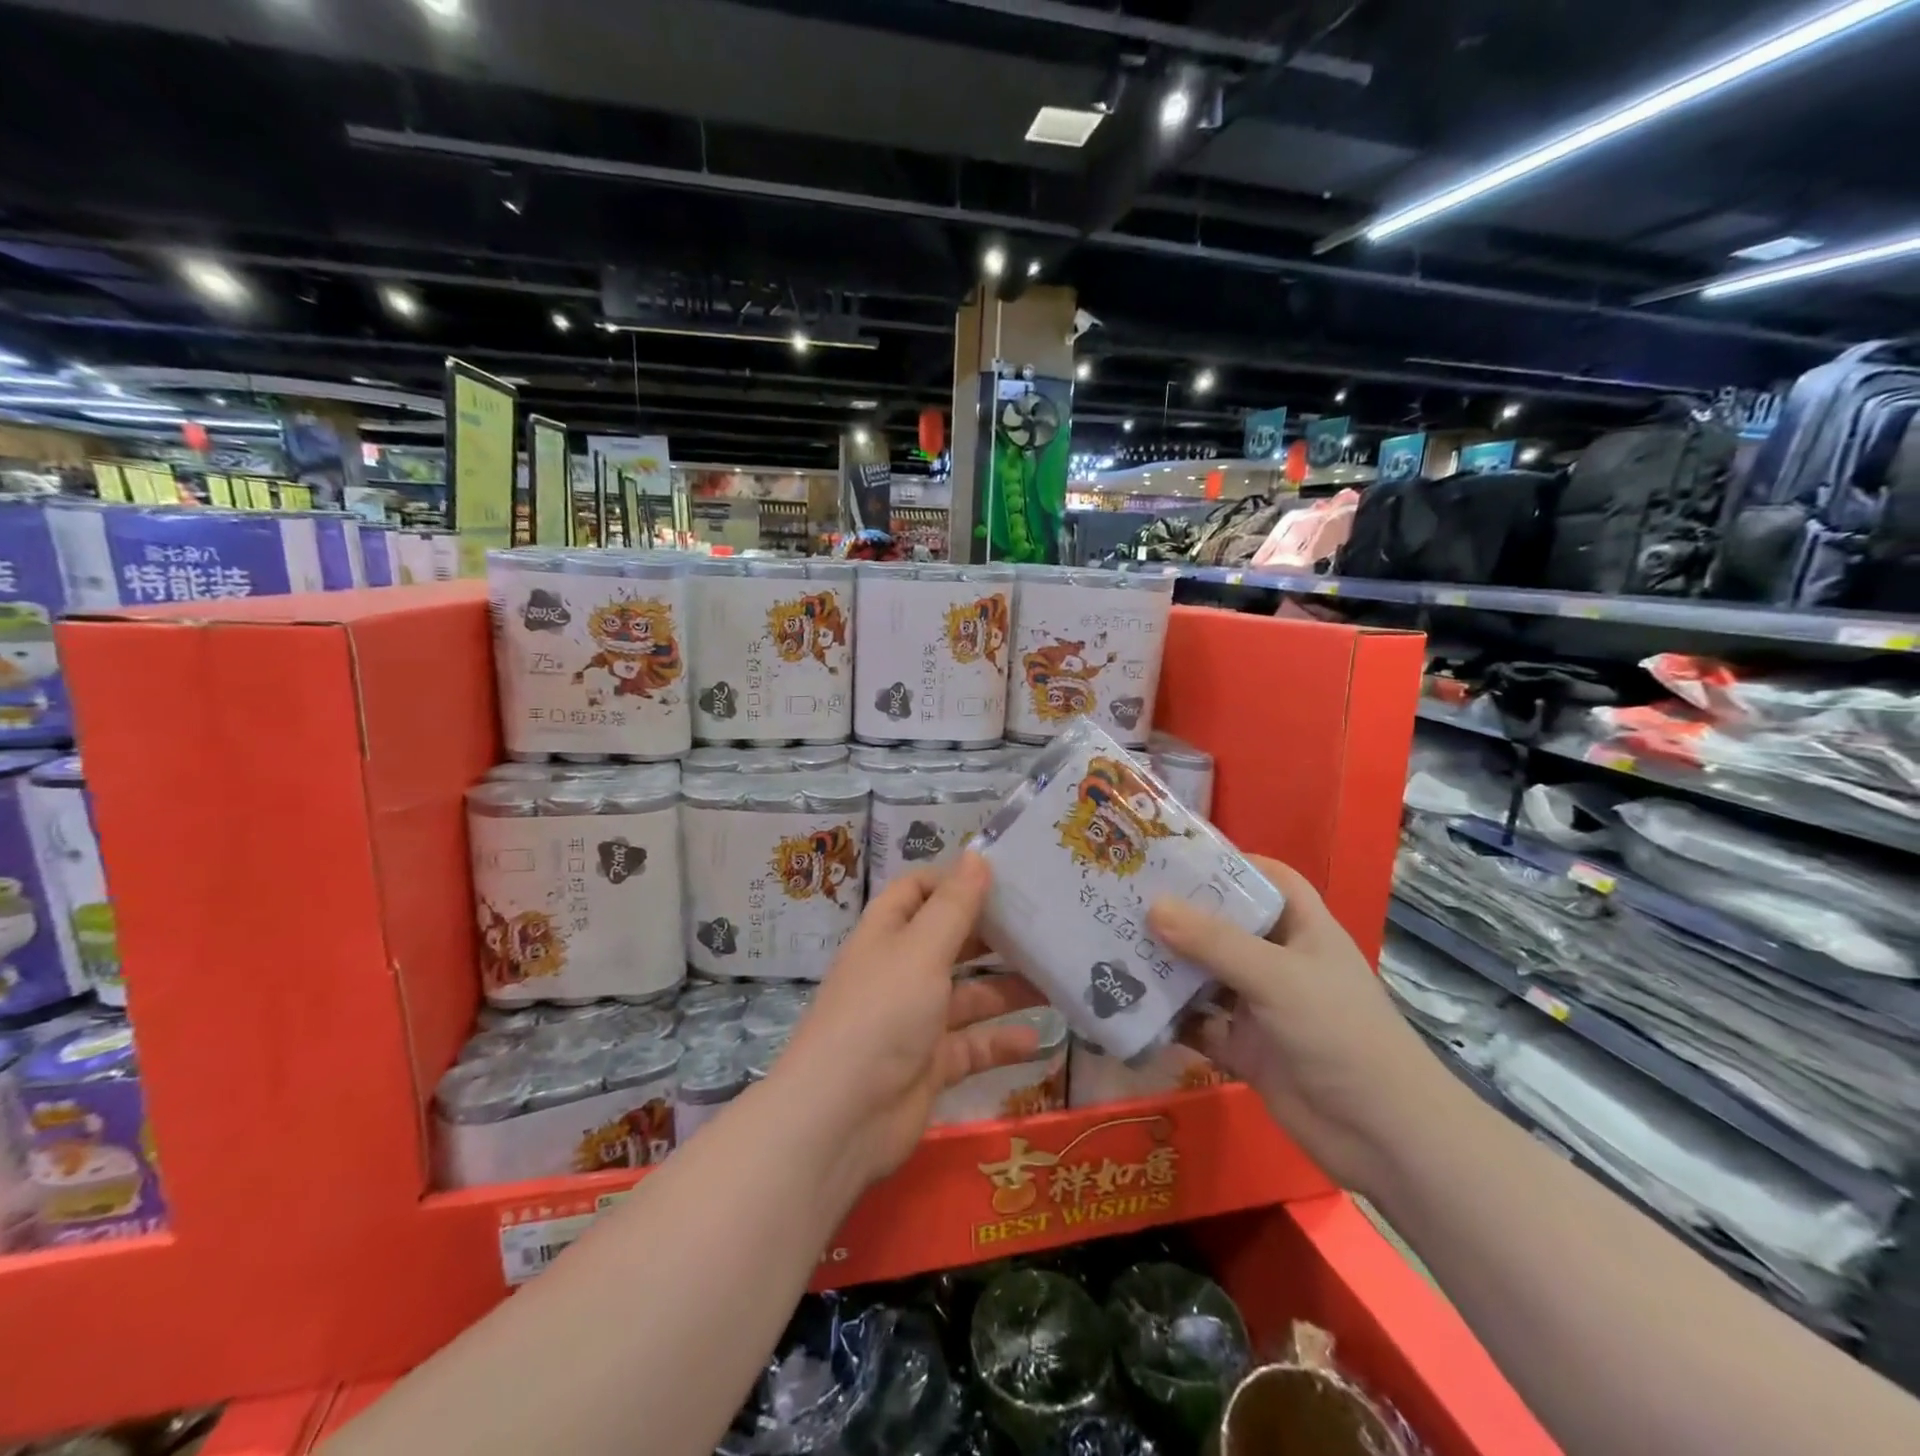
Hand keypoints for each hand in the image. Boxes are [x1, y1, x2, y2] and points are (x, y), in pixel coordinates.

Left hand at [776, 852, 1043, 1185]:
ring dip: (1007, 988)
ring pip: (968, 995)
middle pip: (949, 941)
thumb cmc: (882, 1014)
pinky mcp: (930, 1064)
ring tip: (1057, 978)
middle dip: (992, 934)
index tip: (1003, 878)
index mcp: (888, 934)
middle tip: (1044, 924)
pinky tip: (1039, 1039)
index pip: (918, 891)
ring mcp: (915, 1020)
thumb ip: (954, 906)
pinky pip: (973, 1045)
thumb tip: (976, 854)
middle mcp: (900, 971)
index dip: (954, 881)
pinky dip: (1002, 1042)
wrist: (841, 1119)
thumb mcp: (921, 951)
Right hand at [1146, 856, 1444, 1197]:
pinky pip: (1200, 1026)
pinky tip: (1129, 1007)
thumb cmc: (1339, 1034)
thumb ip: (1214, 942)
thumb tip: (1152, 906)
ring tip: (1114, 944)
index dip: (1231, 864)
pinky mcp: (1246, 1049)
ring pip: (1207, 976)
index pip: (1269, 880)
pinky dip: (1171, 1019)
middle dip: (1182, 915)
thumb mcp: (1276, 977)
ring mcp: (1262, 1008)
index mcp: (1303, 930)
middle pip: (1226, 927)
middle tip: (1126, 898)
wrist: (1382, 1136)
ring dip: (1169, 966)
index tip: (1177, 857)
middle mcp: (1280, 963)